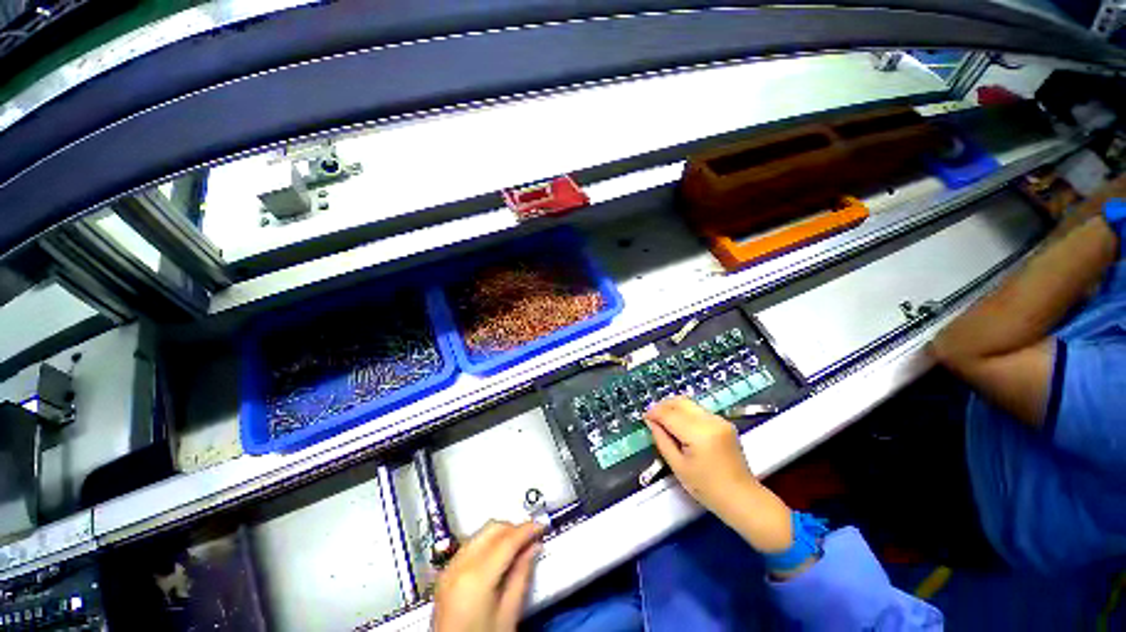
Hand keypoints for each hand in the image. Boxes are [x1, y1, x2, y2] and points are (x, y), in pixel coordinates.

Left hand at [433, 521, 542, 631]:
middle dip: (514, 529)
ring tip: (518, 548)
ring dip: (500, 535)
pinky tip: (498, 558)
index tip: (542, 526)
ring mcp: (449, 569)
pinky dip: (487, 545)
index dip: (527, 530)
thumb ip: (521, 576)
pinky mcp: (445, 575)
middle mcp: (459, 565)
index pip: (507, 540)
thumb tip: (534, 546)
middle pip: (492, 529)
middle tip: (531, 538)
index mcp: (476, 577)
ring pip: (480, 534)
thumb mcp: (508, 615)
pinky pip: (470, 546)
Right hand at [644, 397, 792, 552]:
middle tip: (652, 417)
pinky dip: (685, 413)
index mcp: (698, 434)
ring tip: (664, 421)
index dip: (654, 413)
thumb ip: (662, 440)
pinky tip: (680, 425)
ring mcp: (719, 420)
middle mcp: (710, 421)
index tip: (644, 417)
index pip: (669, 414)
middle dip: (663, 406)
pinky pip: (699, 410)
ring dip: (674, 408)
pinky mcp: (724, 422)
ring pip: (689, 403)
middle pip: (680, 402)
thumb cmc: (707, 488)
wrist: (742, 497)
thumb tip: (651, 422)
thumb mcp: (677, 467)